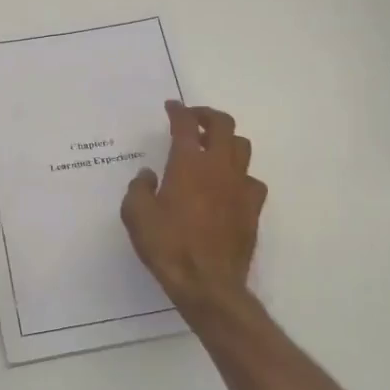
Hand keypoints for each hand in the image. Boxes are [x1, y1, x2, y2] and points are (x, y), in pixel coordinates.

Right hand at [121, 102, 267, 317]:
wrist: (208, 283)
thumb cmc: (168, 245)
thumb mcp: (136, 215)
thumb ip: (139, 188)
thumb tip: (148, 175)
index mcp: (188, 163)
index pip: (185, 124)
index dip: (178, 111)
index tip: (171, 107)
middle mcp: (219, 167)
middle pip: (223, 124)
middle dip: (207, 115)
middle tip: (194, 119)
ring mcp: (240, 186)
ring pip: (242, 147)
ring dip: (226, 141)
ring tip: (212, 149)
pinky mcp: (253, 208)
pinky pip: (252, 180)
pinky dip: (240, 175)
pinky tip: (228, 186)